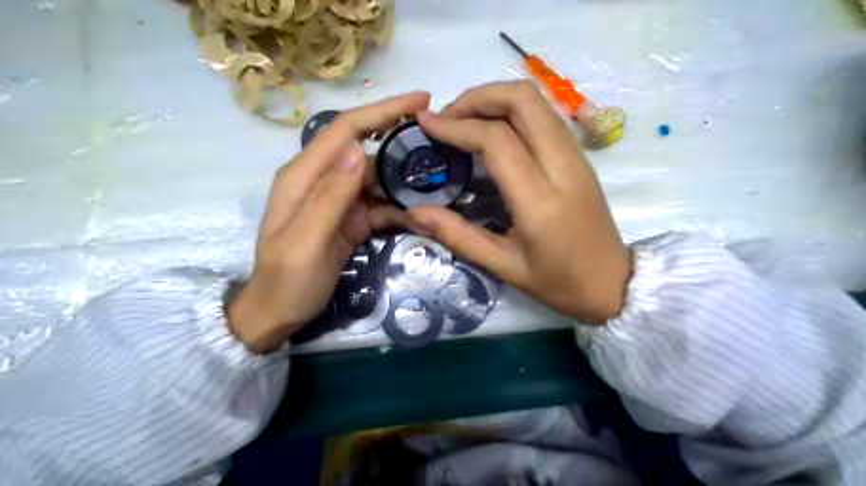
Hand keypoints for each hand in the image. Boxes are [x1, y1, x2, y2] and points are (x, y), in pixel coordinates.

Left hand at [227, 92, 427, 352]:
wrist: (277, 314)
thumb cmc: (286, 281)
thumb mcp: (306, 242)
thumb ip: (328, 197)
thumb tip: (355, 150)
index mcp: (303, 176)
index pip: (345, 129)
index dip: (381, 111)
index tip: (420, 101)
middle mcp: (321, 180)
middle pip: (364, 147)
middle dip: (400, 138)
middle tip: (440, 139)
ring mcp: (337, 200)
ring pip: (377, 177)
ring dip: (405, 178)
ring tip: (438, 179)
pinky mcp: (349, 219)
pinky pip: (379, 204)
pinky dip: (400, 207)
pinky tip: (420, 214)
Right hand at [410, 81, 634, 322]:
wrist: (614, 285)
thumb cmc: (559, 283)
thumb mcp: (503, 267)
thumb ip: (457, 236)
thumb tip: (414, 213)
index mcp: (541, 201)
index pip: (497, 140)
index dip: (458, 125)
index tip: (426, 123)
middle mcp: (563, 167)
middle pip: (523, 101)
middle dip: (478, 97)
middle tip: (447, 116)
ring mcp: (577, 158)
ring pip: (538, 102)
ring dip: (496, 99)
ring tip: (464, 120)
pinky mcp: (580, 157)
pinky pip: (546, 116)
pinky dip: (514, 111)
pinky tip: (493, 130)